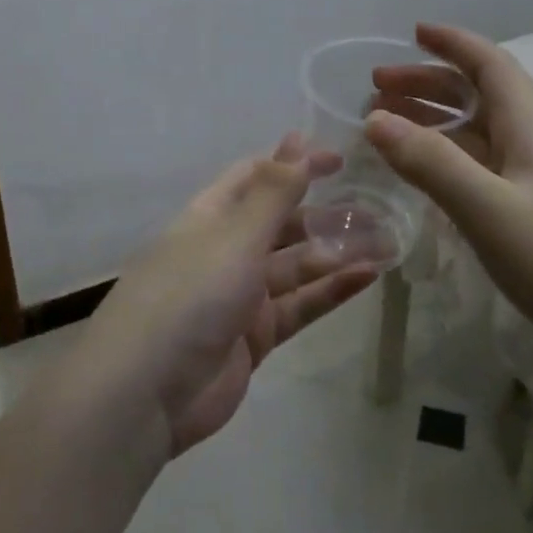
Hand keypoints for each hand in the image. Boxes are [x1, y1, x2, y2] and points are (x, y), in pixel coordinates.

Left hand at [82, 135, 382, 455]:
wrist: (145, 393)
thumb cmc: (189, 294)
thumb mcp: (235, 235)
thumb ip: (273, 192)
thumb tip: (297, 139)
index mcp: (210, 217)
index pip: (256, 178)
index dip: (295, 164)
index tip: (341, 160)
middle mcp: (225, 250)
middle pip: (281, 223)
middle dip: (325, 214)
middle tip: (376, 206)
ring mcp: (240, 296)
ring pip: (297, 266)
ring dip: (337, 253)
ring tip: (387, 240)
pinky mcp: (256, 337)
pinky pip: (300, 305)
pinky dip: (331, 290)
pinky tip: (368, 276)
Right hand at [364, 23, 532, 402]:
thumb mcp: (492, 211)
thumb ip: (432, 164)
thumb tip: (375, 120)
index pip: (490, 64)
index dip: (452, 43)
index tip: (412, 31)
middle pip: (481, 97)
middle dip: (429, 85)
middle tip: (376, 91)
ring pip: (481, 137)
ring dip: (436, 124)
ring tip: (389, 130)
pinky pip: (486, 174)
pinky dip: (450, 164)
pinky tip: (429, 182)